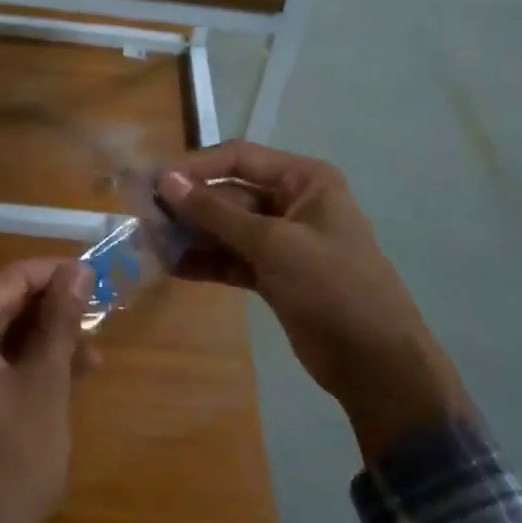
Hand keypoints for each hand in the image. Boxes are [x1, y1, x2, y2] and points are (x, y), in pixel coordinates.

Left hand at [0, 258, 96, 522]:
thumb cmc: (8, 470)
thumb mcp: (45, 389)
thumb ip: (59, 323)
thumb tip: (77, 270)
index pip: (9, 279)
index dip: (54, 274)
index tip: (95, 279)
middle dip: (49, 315)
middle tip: (96, 329)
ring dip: (35, 345)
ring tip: (88, 364)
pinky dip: (11, 369)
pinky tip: (52, 386)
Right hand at [156, 143, 469, 461]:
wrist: (377, 364)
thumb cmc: (333, 288)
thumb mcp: (273, 244)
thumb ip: (217, 213)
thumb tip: (166, 181)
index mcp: (304, 180)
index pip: (239, 158)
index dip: (195, 167)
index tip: (154, 181)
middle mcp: (292, 202)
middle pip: (229, 194)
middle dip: (189, 207)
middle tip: (144, 219)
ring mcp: (283, 241)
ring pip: (226, 228)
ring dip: (192, 235)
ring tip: (152, 245)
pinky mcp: (274, 275)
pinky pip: (232, 258)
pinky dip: (206, 262)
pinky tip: (173, 268)